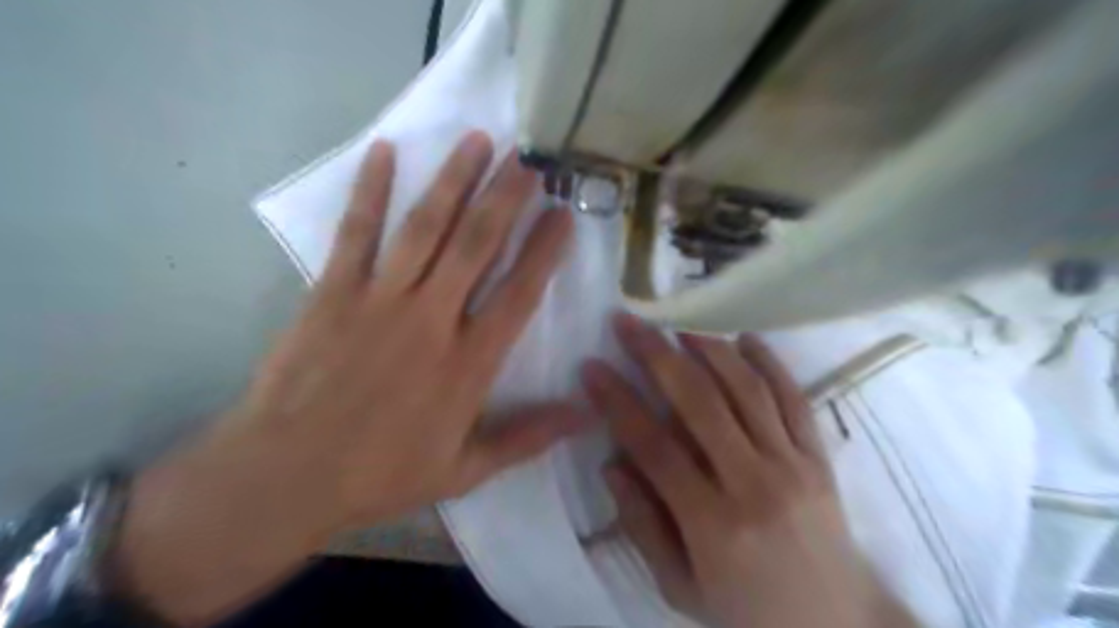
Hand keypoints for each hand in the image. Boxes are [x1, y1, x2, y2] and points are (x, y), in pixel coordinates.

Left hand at [118, 132, 588, 622]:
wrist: (284, 475)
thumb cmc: (381, 474)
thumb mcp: (464, 470)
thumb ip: (527, 437)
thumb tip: (586, 415)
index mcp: (468, 363)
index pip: (518, 294)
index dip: (544, 251)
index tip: (563, 214)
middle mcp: (431, 319)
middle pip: (476, 245)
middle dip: (507, 197)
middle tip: (530, 159)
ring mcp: (380, 299)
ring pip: (426, 227)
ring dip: (455, 180)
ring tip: (479, 141)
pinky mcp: (334, 292)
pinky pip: (356, 232)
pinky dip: (370, 190)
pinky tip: (384, 152)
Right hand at [582, 318, 912, 627]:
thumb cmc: (747, 611)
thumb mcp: (680, 587)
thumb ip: (642, 525)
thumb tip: (611, 464)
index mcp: (713, 524)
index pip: (653, 446)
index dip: (618, 402)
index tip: (592, 368)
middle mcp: (754, 483)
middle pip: (699, 402)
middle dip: (657, 355)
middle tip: (628, 324)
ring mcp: (793, 465)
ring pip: (746, 389)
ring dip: (708, 348)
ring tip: (678, 323)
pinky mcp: (819, 457)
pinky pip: (794, 399)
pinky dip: (770, 363)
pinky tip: (746, 338)